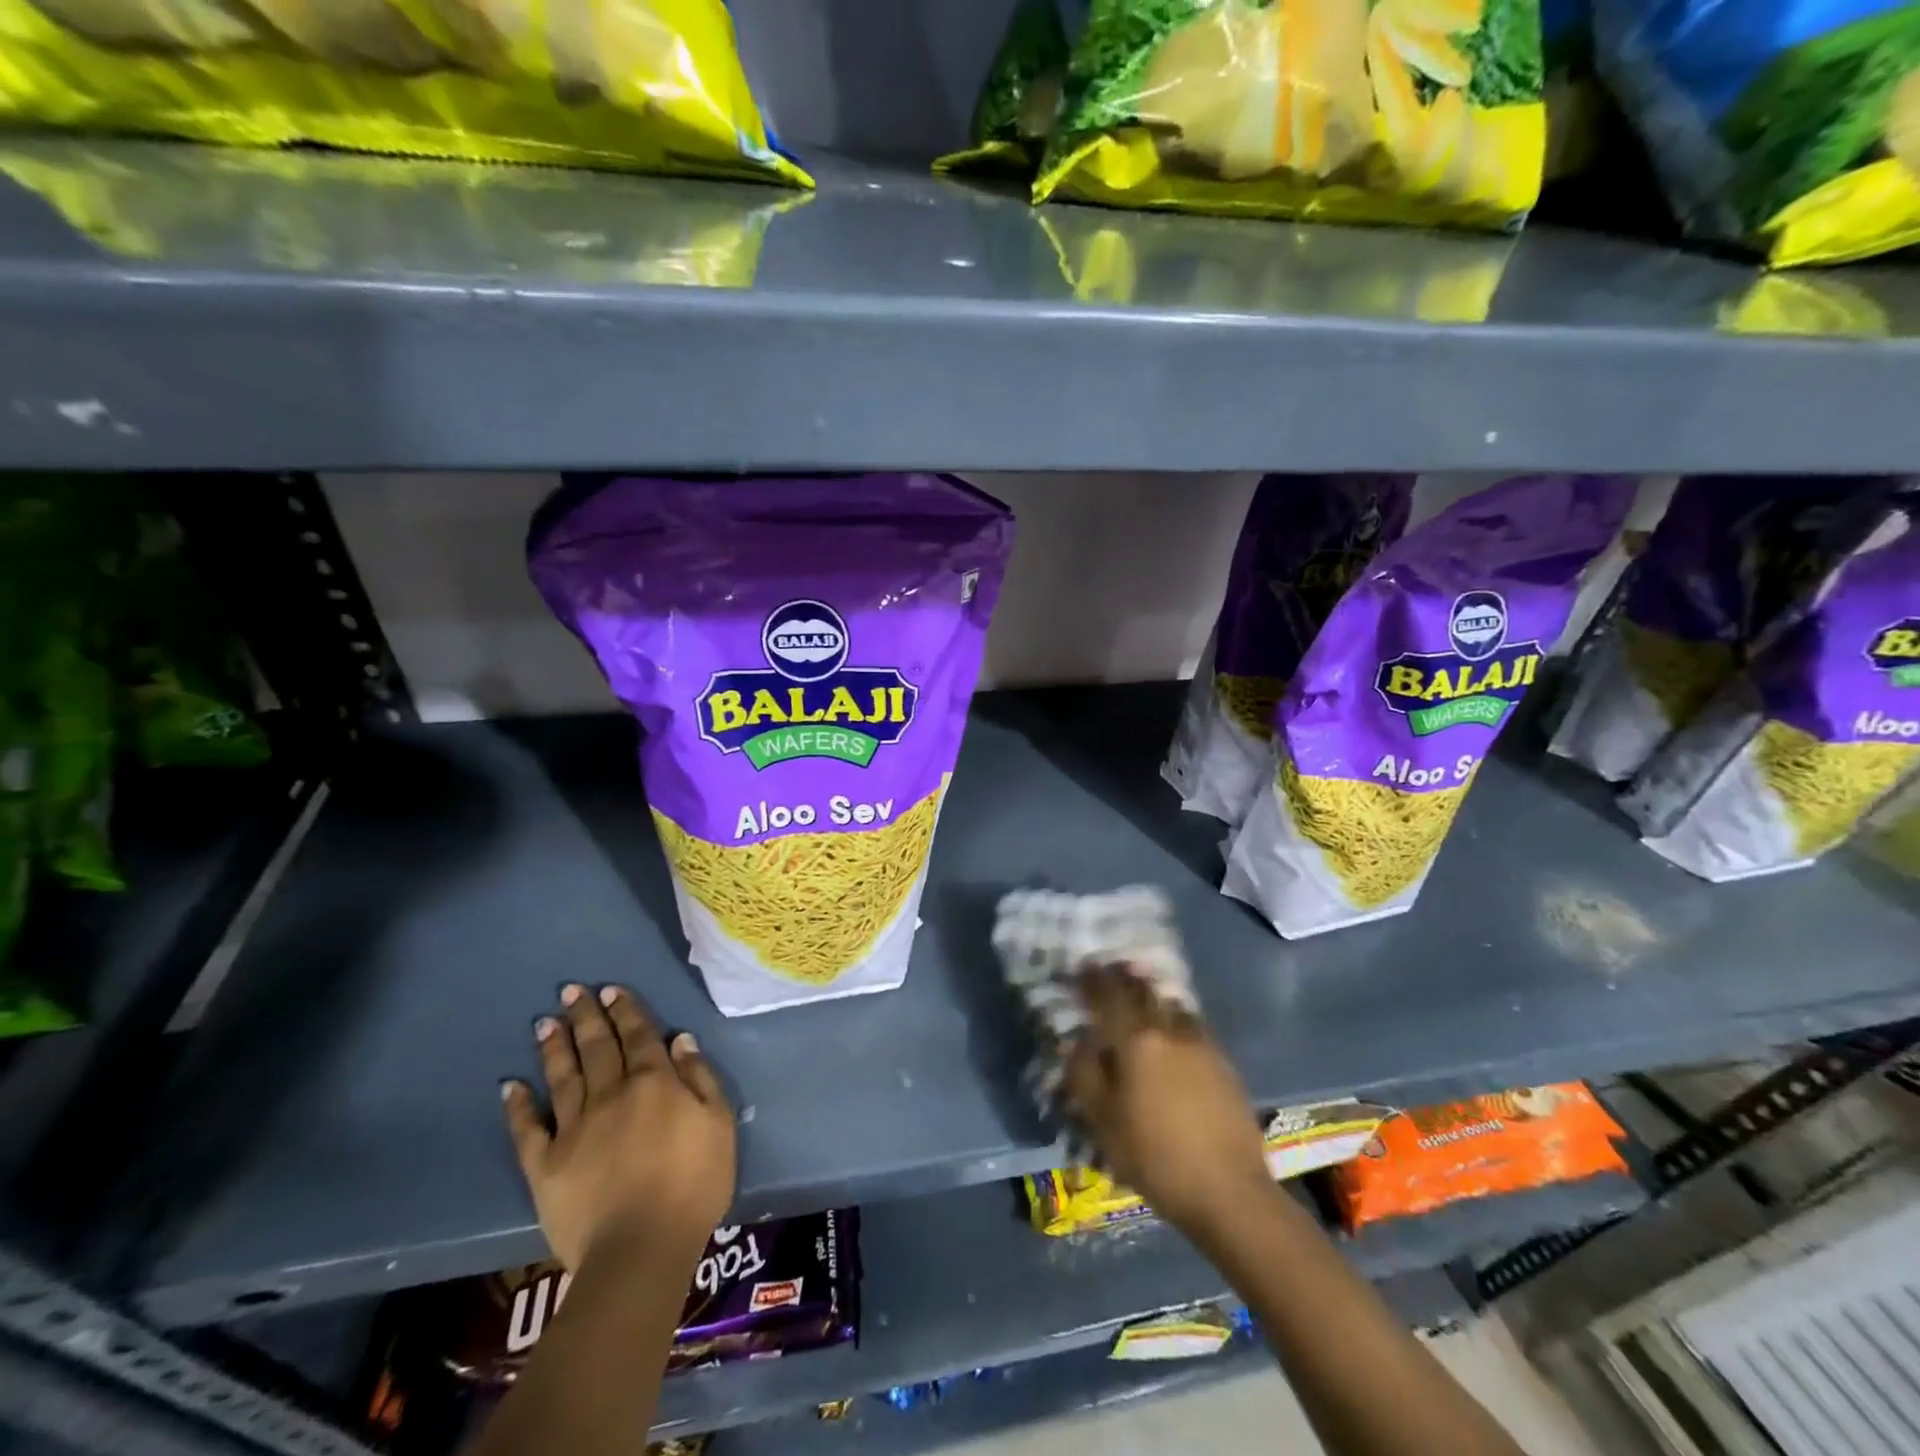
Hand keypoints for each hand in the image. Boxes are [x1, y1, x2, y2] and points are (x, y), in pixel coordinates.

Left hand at [504, 984, 735, 1271]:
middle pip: (597, 1047)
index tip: (611, 990)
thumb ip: (700, 1078)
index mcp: (654, 1082)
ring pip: (563, 1077)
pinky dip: (518, 1107)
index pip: (639, 1036)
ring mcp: (574, 1128)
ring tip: (544, 1022)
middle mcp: (611, 1094)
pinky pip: (528, 1130)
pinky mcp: (545, 1165)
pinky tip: (510, 1086)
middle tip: (571, 990)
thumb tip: (678, 1039)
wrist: (641, 1248)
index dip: (626, 1011)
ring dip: (554, 1047)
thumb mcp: (719, 1123)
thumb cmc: (693, 1184)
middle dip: (586, 1016)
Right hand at [1063, 967, 1272, 1238]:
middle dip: (1125, 979)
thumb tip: (1077, 1043)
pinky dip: (1177, 1020)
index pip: (1108, 996)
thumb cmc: (1156, 1159)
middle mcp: (1169, 1031)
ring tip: (1143, 998)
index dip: (1092, 980)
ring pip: (1173, 1006)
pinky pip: (1193, 1027)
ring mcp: (1202, 1045)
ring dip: (1154, 997)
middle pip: (1144, 992)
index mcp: (1136, 1041)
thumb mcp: (1103, 1123)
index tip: (1081, 968)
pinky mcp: (1224, 1064)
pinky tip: (1175, 1034)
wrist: (1230, 1192)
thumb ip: (1084, 1075)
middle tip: (1111, 972)